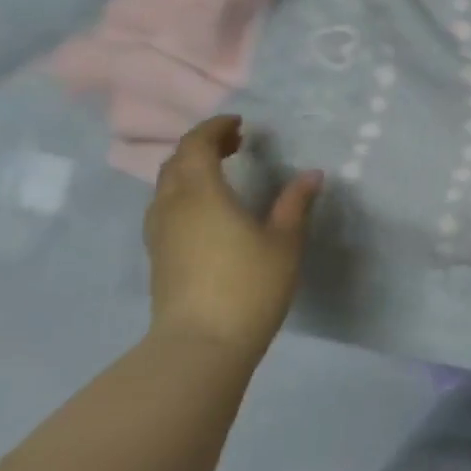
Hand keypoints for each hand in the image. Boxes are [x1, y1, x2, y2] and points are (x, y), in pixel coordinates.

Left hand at [143, 115, 321, 358]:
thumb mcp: (284, 241)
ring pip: (166, 186)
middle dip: (203, 146)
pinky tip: (209, 210)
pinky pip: (165, 208)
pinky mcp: (158, 257)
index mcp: (201, 194)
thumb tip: (311, 175)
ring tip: (222, 173)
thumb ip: (295, 204)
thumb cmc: (248, 286)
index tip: (240, 123)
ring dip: (190, 170)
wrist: (200, 347)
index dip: (215, 128)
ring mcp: (160, 234)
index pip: (197, 146)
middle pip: (176, 162)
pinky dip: (184, 194)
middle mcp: (173, 207)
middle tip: (236, 143)